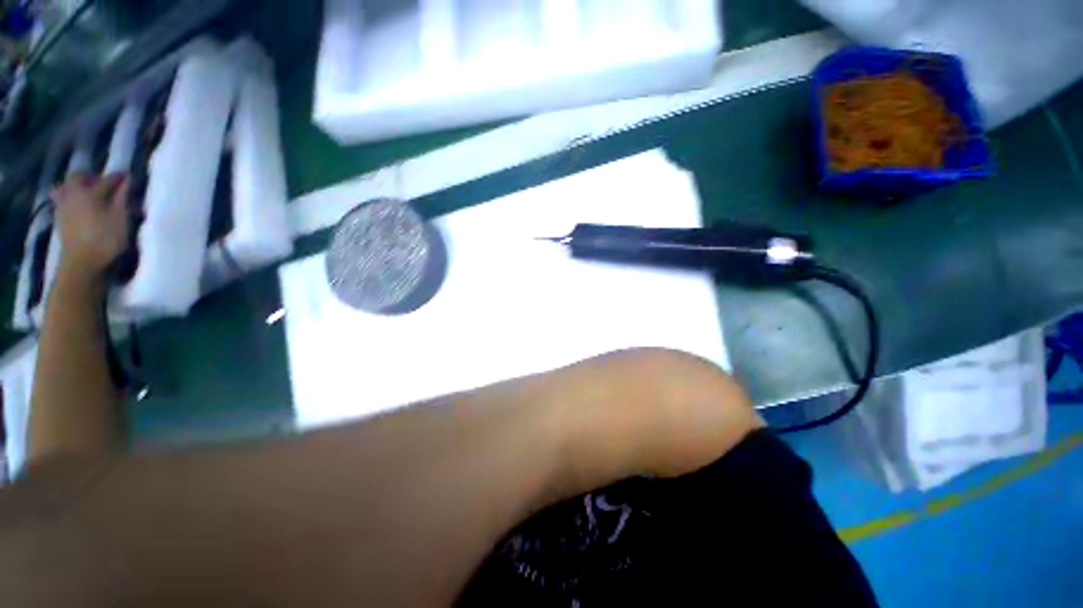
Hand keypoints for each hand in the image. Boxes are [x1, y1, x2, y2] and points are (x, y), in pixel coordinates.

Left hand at [52, 173, 129, 281]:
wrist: (82, 264)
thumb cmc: (105, 240)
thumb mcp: (121, 219)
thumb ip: (122, 198)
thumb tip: (127, 181)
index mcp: (90, 192)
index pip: (108, 179)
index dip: (119, 178)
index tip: (129, 177)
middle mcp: (73, 194)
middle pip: (78, 177)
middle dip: (91, 177)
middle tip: (103, 183)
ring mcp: (63, 207)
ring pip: (65, 188)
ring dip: (75, 187)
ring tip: (87, 193)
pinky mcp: (59, 219)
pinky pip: (61, 201)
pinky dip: (69, 199)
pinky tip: (77, 206)